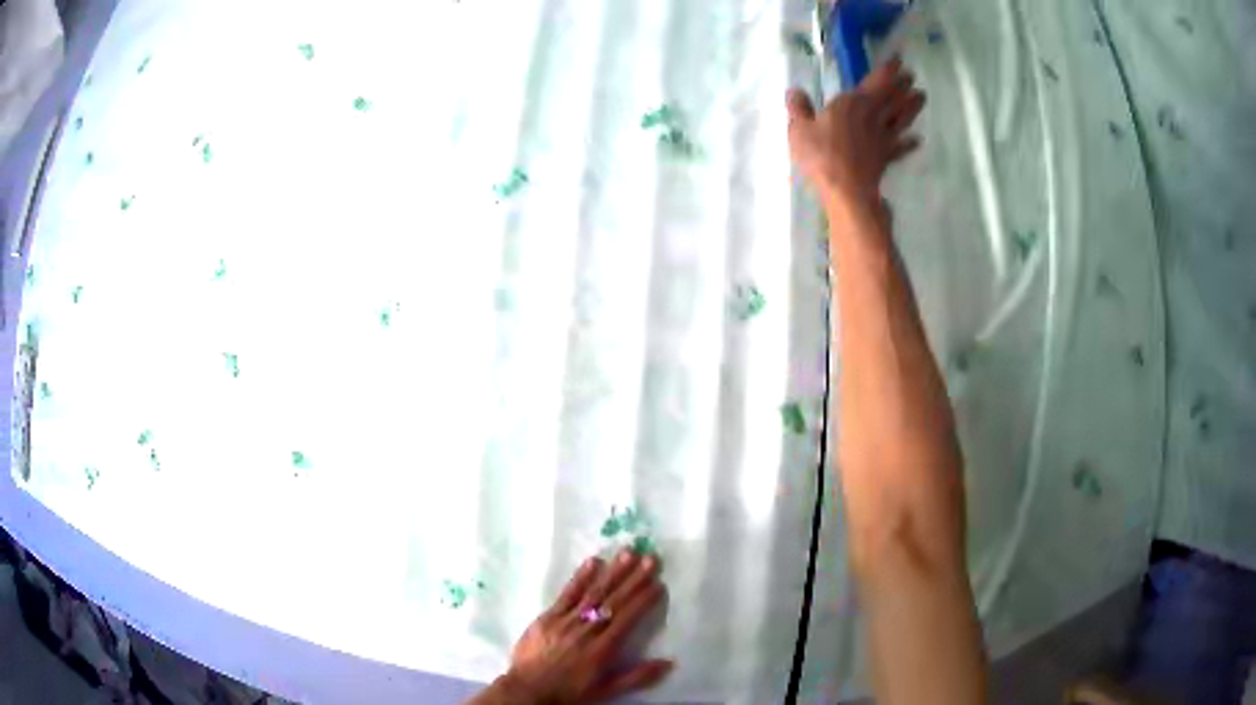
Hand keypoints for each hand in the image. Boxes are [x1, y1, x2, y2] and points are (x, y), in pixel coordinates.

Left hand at [499, 550, 672, 703]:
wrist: (528, 690)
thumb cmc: (570, 692)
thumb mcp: (607, 691)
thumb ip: (637, 676)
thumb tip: (669, 663)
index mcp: (603, 649)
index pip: (627, 619)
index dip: (643, 600)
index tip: (658, 583)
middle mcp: (587, 631)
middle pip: (614, 601)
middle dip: (634, 579)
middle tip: (650, 558)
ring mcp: (566, 621)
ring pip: (593, 593)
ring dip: (613, 572)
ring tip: (628, 553)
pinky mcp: (547, 617)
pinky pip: (567, 594)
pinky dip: (581, 578)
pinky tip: (593, 562)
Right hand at [786, 57, 925, 213]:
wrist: (847, 189)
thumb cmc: (822, 154)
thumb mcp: (799, 128)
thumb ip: (798, 108)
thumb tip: (794, 91)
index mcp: (854, 103)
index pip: (876, 81)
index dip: (889, 69)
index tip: (899, 60)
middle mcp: (873, 116)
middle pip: (893, 97)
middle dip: (903, 85)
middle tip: (913, 77)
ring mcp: (883, 137)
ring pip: (901, 118)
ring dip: (912, 107)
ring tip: (921, 97)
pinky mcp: (886, 157)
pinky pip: (901, 147)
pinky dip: (909, 143)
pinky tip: (917, 140)